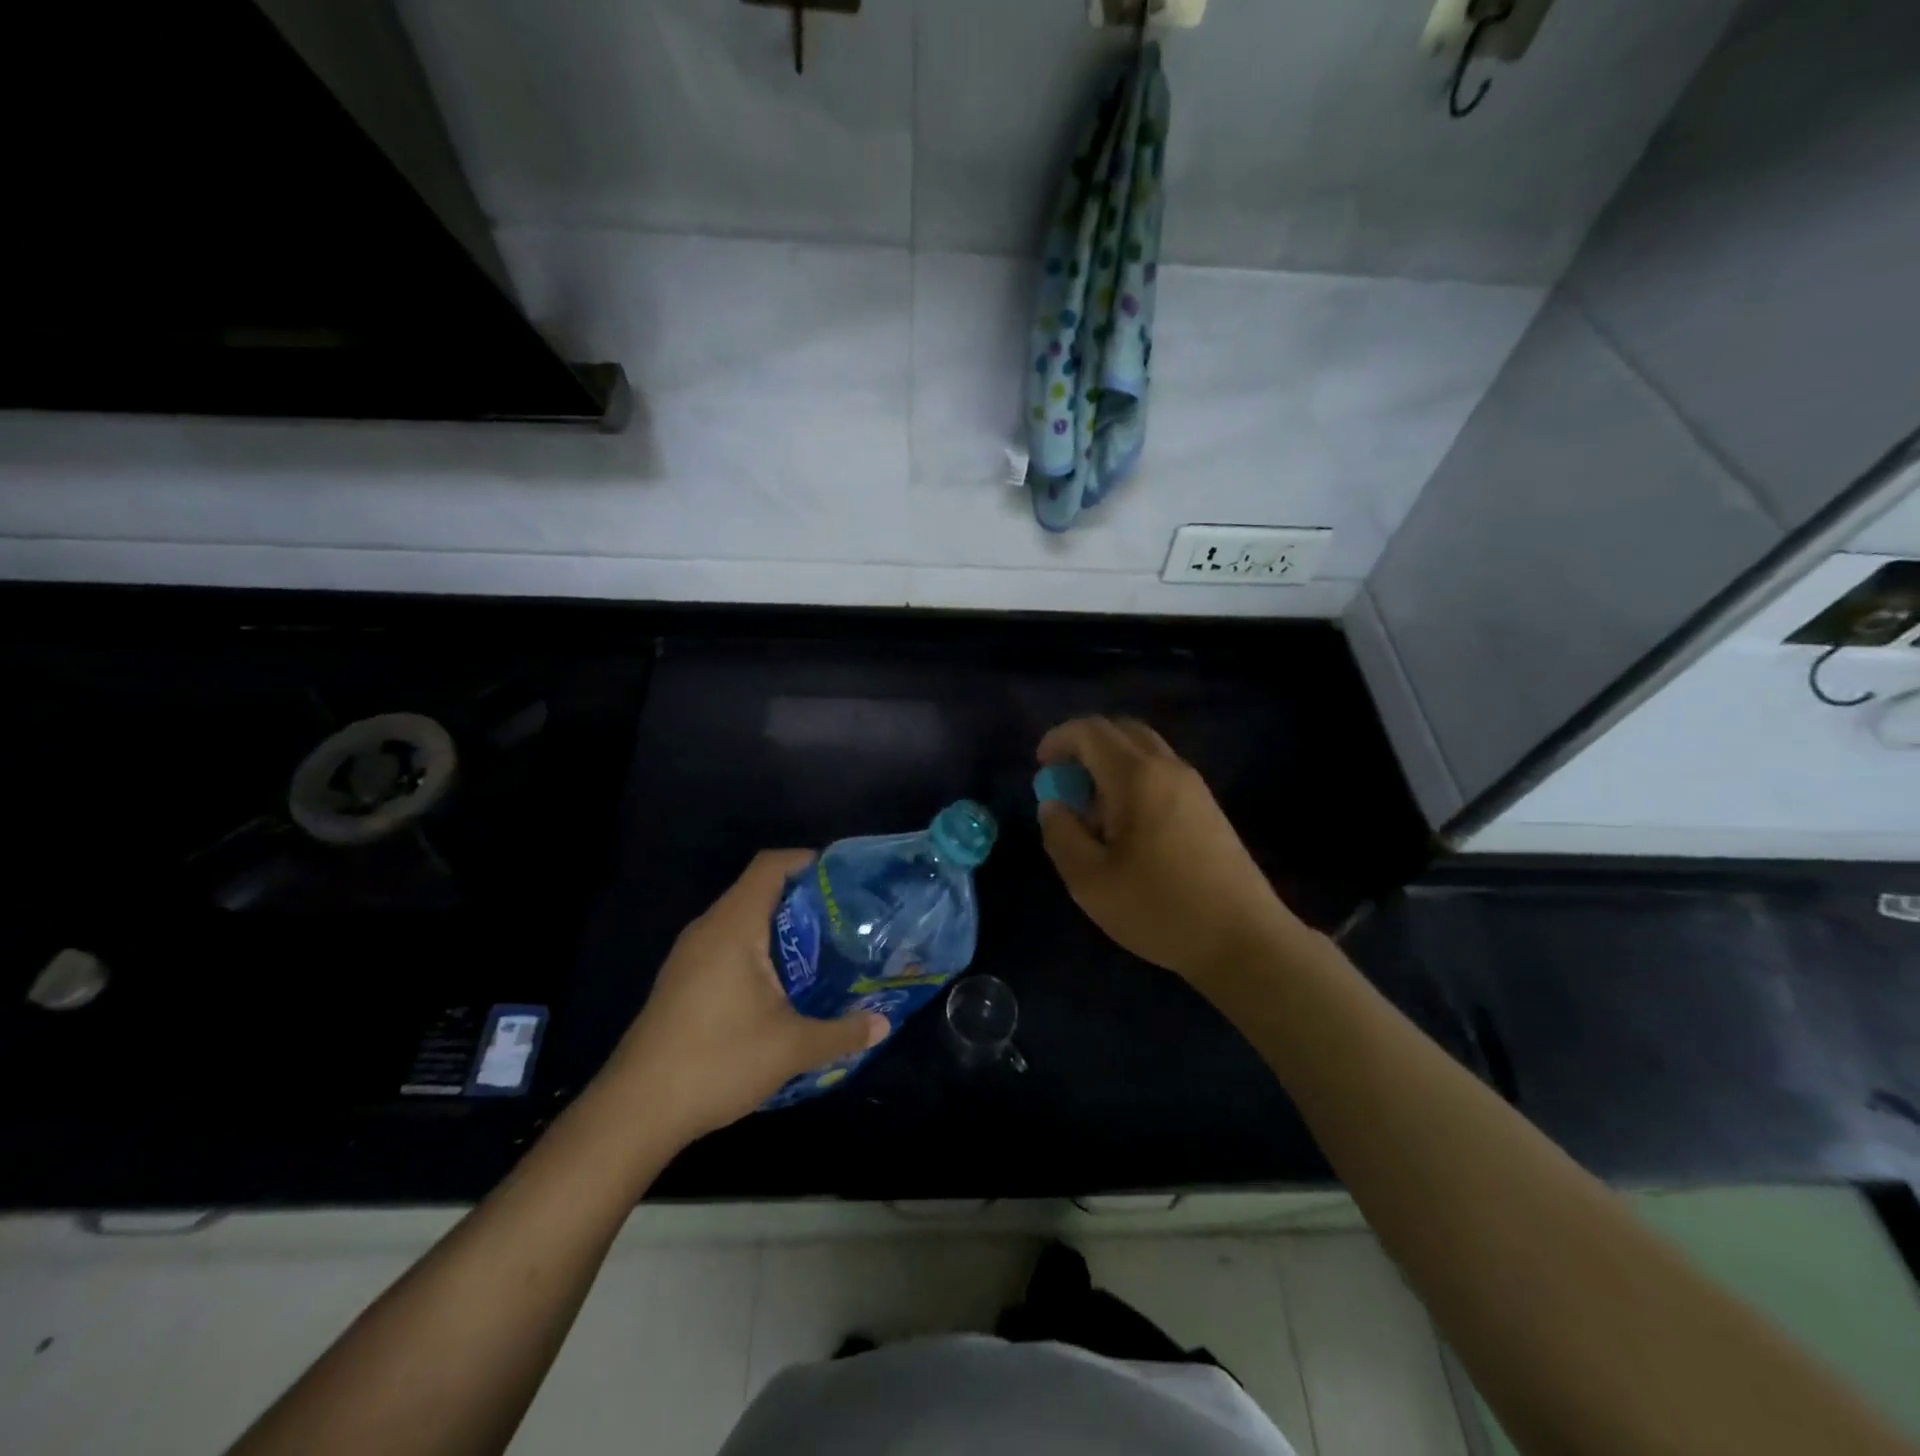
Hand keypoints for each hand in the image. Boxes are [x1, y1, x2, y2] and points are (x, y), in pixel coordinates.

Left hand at [605, 850, 888, 1140]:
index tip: (843, 878)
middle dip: (802, 899)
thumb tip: (884, 1024)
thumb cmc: (717, 1061)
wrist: (635, 1111)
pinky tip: (780, 987)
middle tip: (844, 919)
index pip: (770, 866)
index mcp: (734, 926)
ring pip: (741, 921)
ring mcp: (689, 957)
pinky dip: (757, 951)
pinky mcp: (681, 982)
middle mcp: (708, 929)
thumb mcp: (791, 1048)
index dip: (807, 861)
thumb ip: (842, 1032)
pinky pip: (726, 946)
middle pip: (757, 890)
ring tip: (821, 950)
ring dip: (779, 928)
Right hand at [1037, 717, 1298, 985]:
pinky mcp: (1209, 808)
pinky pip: (1162, 772)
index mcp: (1136, 777)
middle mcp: (1168, 768)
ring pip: (1145, 750)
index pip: (1091, 731)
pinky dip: (1134, 779)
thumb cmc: (1159, 908)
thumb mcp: (1089, 880)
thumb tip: (1053, 805)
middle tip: (1066, 780)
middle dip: (1086, 745)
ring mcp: (1194, 786)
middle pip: (1122, 731)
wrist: (1244, 939)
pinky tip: (1128, 826)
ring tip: (1094, 810)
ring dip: (1111, 763)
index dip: (1059, 739)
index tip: (1041, 766)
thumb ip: (1061, 834)